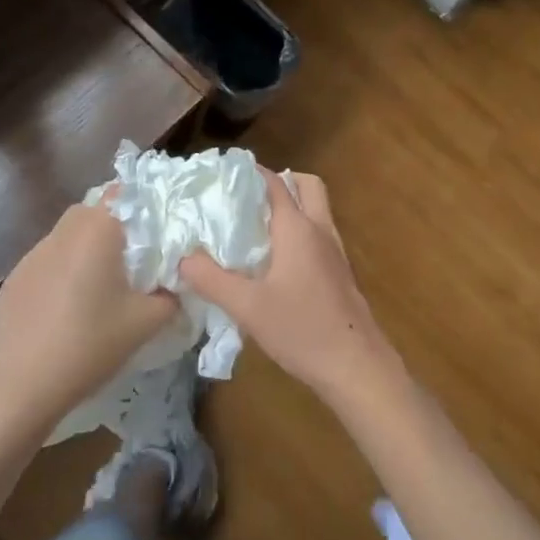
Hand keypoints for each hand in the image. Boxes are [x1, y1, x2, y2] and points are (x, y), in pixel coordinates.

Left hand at [0, 202, 179, 433]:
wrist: (19, 386)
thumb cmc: (88, 344)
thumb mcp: (145, 323)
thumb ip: (170, 297)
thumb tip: (175, 286)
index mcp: (96, 231)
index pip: (122, 194)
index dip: (142, 207)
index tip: (157, 233)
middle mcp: (63, 232)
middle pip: (93, 211)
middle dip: (114, 227)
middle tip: (133, 260)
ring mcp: (33, 254)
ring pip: (68, 235)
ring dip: (86, 249)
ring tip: (100, 286)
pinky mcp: (15, 279)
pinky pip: (48, 260)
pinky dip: (63, 271)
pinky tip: (67, 308)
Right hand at [181, 169, 399, 412]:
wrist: (357, 366)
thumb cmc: (302, 329)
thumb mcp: (248, 307)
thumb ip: (212, 280)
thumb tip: (182, 259)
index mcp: (298, 228)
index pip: (275, 183)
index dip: (251, 173)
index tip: (223, 176)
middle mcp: (320, 230)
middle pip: (306, 185)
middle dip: (280, 182)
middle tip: (249, 199)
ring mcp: (335, 251)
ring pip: (316, 210)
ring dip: (292, 207)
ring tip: (255, 228)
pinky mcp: (340, 272)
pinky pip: (319, 234)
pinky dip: (300, 232)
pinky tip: (276, 262)